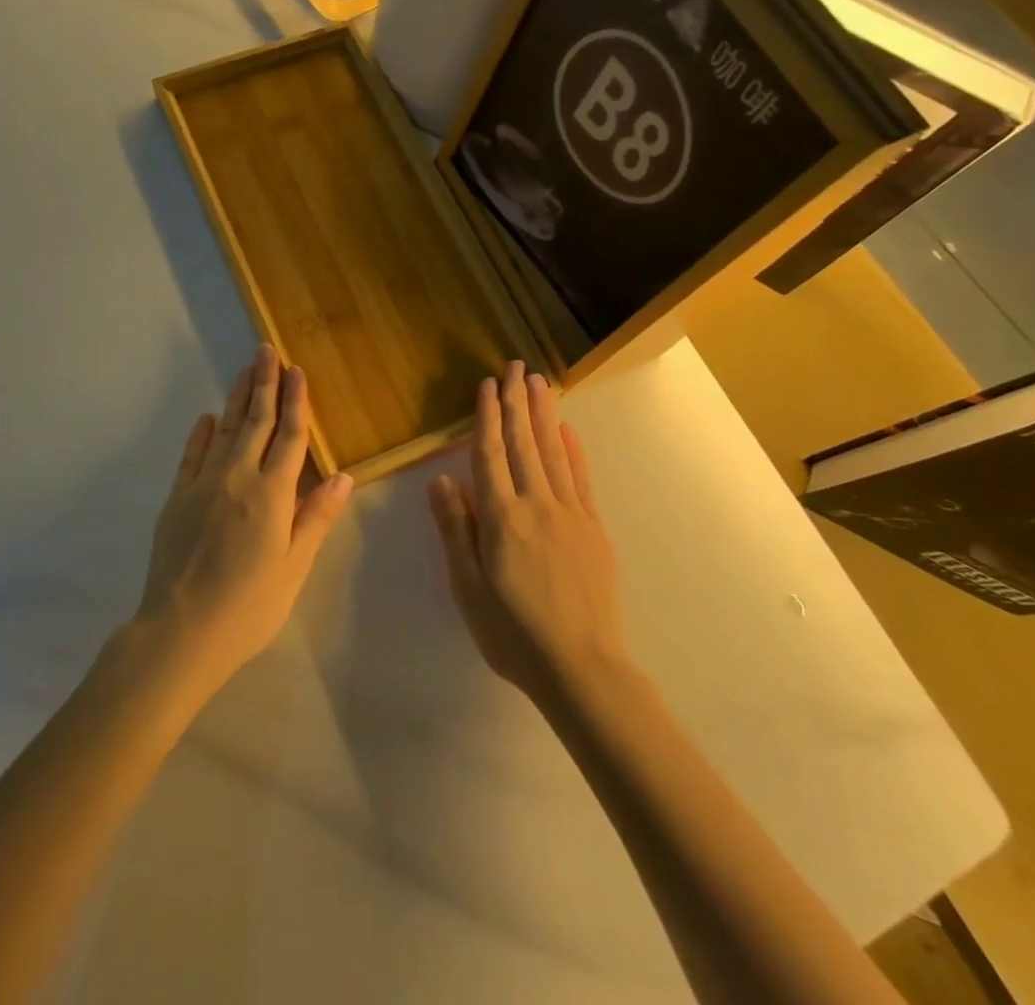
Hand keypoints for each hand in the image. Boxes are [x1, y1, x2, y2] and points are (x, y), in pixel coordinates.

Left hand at [133, 345, 353, 695]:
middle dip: (264, 384)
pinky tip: (206, 418)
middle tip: (266, 350)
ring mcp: (203, 485)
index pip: (290, 437)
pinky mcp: (177, 498)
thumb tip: (346, 477)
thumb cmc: (248, 606)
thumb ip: (316, 517)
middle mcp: (237, 477)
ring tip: (245, 371)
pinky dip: (201, 434)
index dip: (297, 402)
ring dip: (236, 398)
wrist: (180, 632)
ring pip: (224, 430)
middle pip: (256, 422)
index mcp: (271, 494)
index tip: (297, 371)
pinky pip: (192, 455)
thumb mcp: (293, 567)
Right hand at [428, 360, 628, 703]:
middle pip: (523, 444)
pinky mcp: (593, 529)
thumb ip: (456, 529)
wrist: (581, 668)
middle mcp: (536, 505)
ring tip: (539, 383)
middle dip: (516, 402)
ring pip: (553, 452)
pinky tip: (569, 430)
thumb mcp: (468, 588)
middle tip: (515, 366)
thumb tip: (440, 479)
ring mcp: (570, 514)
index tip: (487, 384)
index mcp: (501, 518)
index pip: (489, 455)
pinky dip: (574, 451)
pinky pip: (581, 479)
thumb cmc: (513, 633)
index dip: (487, 417)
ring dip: (544, 415)